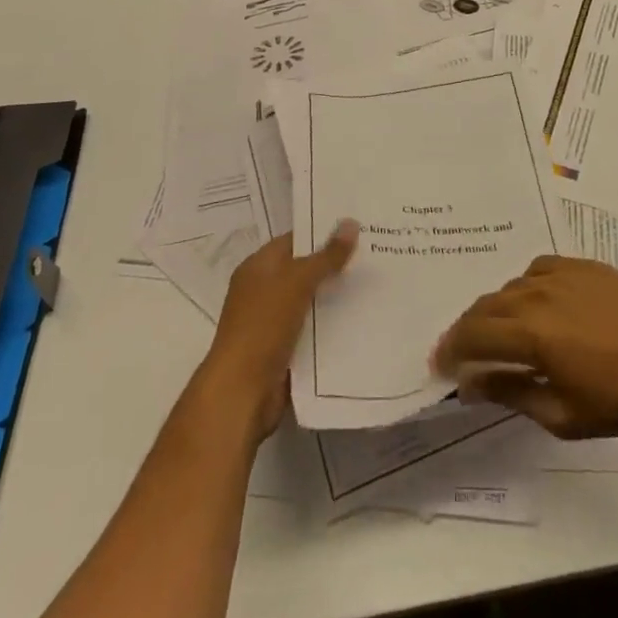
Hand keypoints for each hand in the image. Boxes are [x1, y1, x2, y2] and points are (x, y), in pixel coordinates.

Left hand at [202, 220, 357, 438]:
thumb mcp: (296, 283)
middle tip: (375, 255)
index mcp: (258, 267)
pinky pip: (313, 333)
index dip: (322, 233)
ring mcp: (273, 323)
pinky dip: (332, 328)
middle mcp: (263, 291)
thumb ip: (326, 256)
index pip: (294, 240)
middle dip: (335, 266)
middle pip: (304, 271)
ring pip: (312, 303)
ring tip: (376, 286)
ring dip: (337, 299)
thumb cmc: (262, 327)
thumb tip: (351, 222)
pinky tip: (362, 323)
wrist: (241, 394)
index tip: (357, 229)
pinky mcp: (284, 352)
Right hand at [432, 256, 617, 438]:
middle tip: (463, 350)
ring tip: (504, 331)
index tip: (439, 363)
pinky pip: (539, 269)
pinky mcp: (583, 264)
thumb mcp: (562, 414)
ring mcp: (562, 273)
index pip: (474, 335)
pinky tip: (539, 304)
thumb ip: (511, 393)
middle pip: (486, 306)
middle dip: (468, 328)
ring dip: (498, 309)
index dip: (451, 349)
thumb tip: (471, 383)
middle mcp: (538, 294)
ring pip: (512, 286)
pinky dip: (527, 287)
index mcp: (531, 333)